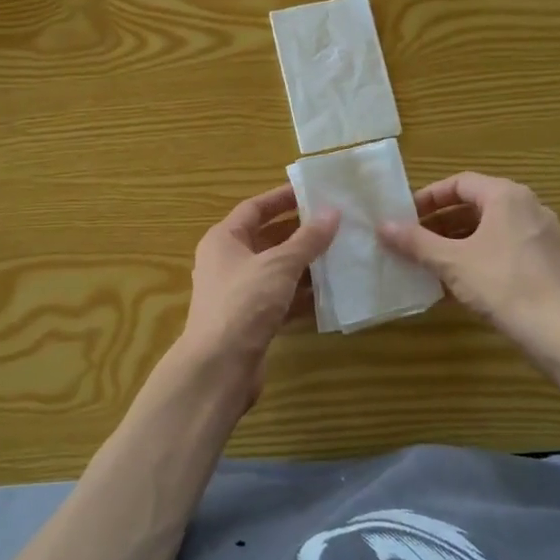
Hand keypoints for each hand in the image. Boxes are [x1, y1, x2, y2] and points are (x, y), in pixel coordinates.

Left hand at [181, 185, 338, 374]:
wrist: (219, 367)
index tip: (313, 192)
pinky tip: (330, 293)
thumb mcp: (279, 265)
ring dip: (305, 264)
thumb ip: (307, 239)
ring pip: (276, 271)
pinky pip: (280, 299)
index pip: (254, 208)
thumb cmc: (244, 303)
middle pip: (266, 239)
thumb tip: (332, 212)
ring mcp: (239, 293)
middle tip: (335, 223)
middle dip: (300, 232)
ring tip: (340, 254)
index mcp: (223, 240)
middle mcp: (227, 262)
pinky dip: (302, 295)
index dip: (282, 198)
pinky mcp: (251, 321)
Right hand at [378, 172, 559, 361]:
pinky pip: (506, 249)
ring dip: (458, 242)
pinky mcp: (549, 262)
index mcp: (506, 196)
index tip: (405, 217)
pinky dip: (480, 257)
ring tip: (431, 263)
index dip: (429, 198)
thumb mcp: (452, 262)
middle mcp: (529, 207)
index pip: (460, 183)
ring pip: (491, 230)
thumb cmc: (503, 285)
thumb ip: (416, 242)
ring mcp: (543, 235)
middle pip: (476, 205)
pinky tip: (460, 283)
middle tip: (413, 241)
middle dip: (441, 223)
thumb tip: (382, 226)